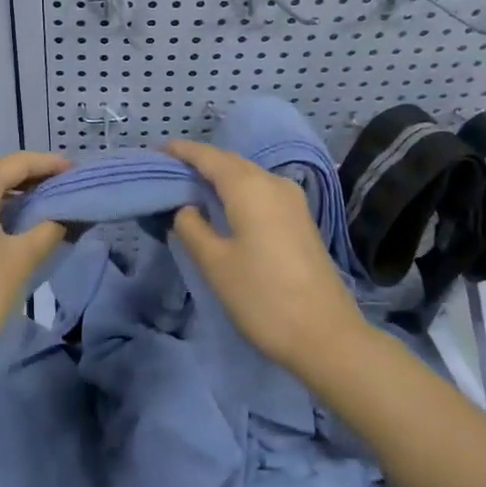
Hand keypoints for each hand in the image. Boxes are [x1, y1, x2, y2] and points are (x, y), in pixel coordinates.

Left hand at [0, 151, 71, 382]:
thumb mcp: (21, 259)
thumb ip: (49, 228)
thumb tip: (65, 215)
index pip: (18, 164)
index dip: (50, 165)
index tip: (76, 171)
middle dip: (31, 181)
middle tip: (64, 191)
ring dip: (10, 197)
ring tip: (43, 207)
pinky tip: (10, 225)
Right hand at [166, 138, 368, 380]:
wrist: (327, 336)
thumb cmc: (263, 297)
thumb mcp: (216, 264)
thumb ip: (193, 228)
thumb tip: (187, 208)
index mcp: (250, 187)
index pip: (209, 157)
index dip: (183, 151)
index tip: (158, 150)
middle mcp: (274, 183)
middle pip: (231, 162)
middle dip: (200, 162)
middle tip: (169, 170)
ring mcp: (293, 201)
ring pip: (249, 176)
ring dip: (220, 177)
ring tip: (192, 186)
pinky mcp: (301, 220)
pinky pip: (262, 191)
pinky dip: (238, 191)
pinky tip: (225, 206)